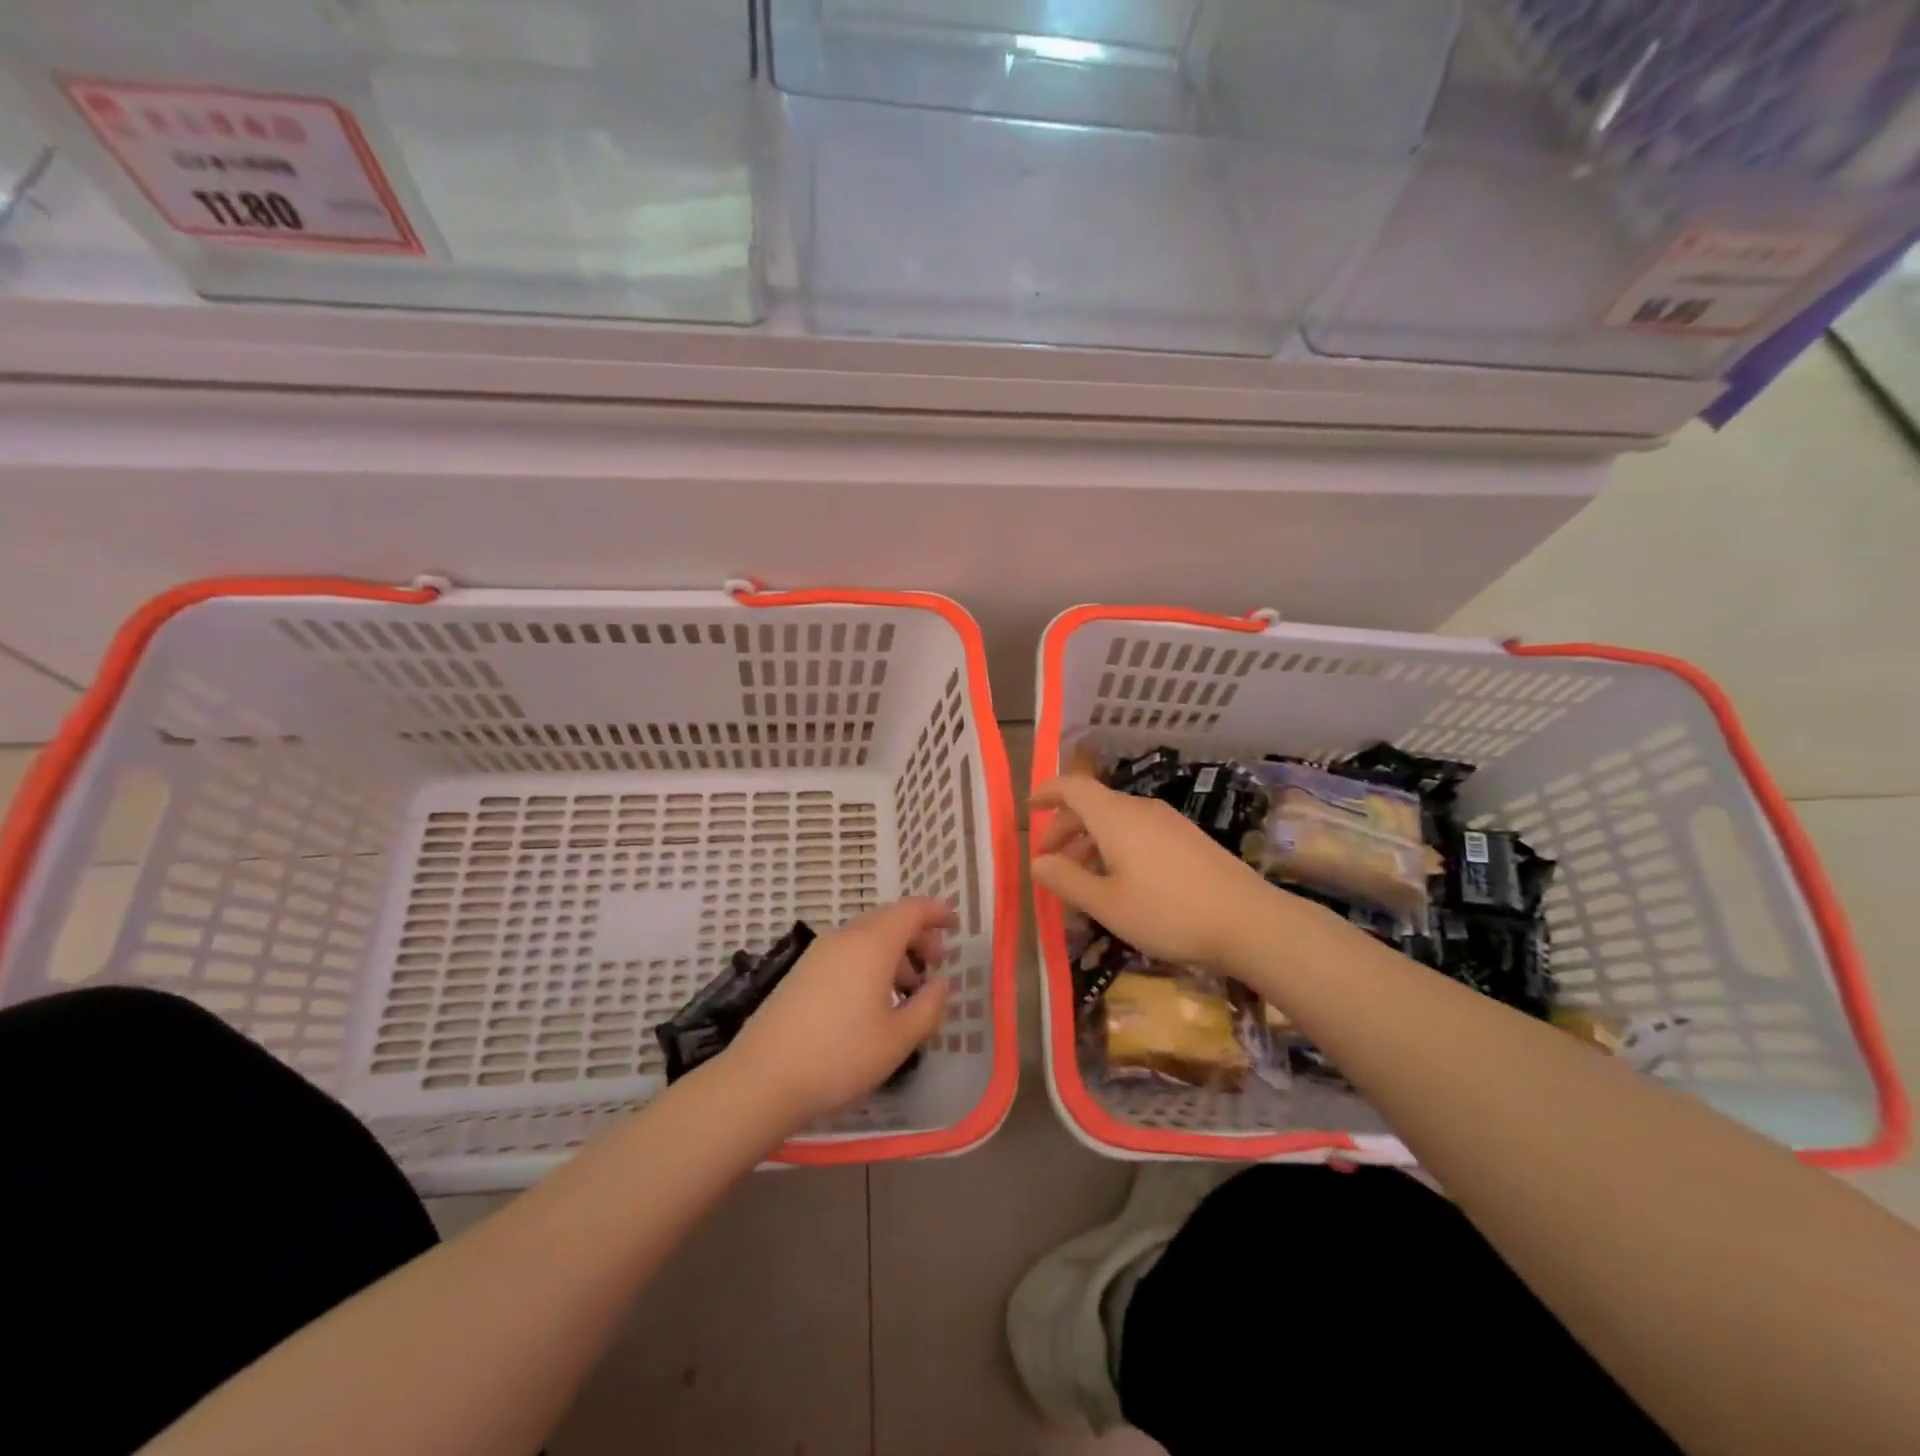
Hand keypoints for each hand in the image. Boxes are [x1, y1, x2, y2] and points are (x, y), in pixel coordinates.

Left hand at [721, 898, 953, 1128]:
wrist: (762, 1078)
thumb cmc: (840, 1057)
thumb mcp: (898, 1039)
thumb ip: (929, 1006)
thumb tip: (941, 983)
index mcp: (872, 944)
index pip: (911, 910)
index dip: (937, 912)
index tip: (955, 924)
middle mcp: (845, 937)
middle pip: (888, 920)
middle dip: (917, 936)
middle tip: (936, 964)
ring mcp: (818, 953)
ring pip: (866, 937)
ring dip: (893, 953)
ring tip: (908, 989)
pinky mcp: (801, 972)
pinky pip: (846, 952)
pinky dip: (869, 962)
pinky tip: (872, 1000)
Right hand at [1031, 774, 1296, 972]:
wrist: (1248, 921)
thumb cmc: (1168, 911)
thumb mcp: (1107, 904)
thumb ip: (1067, 880)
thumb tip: (1037, 863)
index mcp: (1115, 816)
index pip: (1072, 787)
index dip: (1047, 793)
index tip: (1029, 807)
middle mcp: (1140, 809)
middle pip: (1092, 805)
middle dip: (1064, 828)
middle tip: (1049, 861)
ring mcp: (1168, 822)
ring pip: (1116, 821)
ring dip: (1090, 842)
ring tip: (1080, 880)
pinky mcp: (1187, 839)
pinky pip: (1138, 833)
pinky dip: (1115, 848)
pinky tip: (1119, 883)